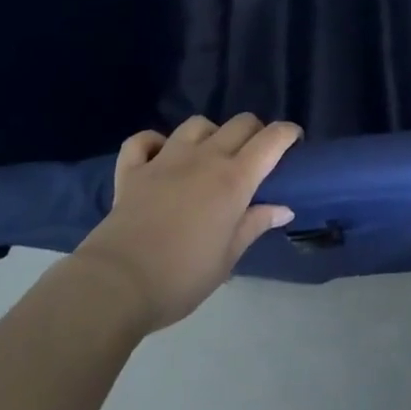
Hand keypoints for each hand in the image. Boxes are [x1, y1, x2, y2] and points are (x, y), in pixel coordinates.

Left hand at [71, 114, 300, 331]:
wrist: (115, 286)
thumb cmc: (181, 277)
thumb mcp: (227, 258)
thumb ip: (255, 225)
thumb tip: (284, 208)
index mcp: (234, 179)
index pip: (271, 140)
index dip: (287, 134)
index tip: (294, 141)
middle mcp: (204, 158)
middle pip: (239, 123)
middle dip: (255, 131)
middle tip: (255, 156)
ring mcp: (166, 159)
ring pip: (197, 125)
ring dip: (210, 133)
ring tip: (209, 154)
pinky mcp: (132, 170)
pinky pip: (143, 141)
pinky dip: (153, 142)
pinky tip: (159, 155)